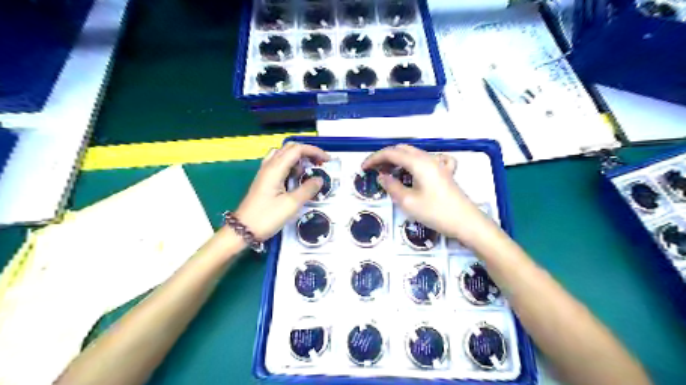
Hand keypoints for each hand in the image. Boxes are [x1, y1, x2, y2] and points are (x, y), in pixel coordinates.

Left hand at [237, 143, 331, 241]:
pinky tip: (296, 177)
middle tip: (320, 163)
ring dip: (299, 158)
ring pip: (283, 155)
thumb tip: (319, 179)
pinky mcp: (264, 180)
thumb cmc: (267, 217)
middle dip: (307, 152)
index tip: (327, 160)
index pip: (297, 149)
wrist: (243, 230)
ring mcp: (265, 173)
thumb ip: (307, 189)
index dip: (314, 151)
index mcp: (275, 168)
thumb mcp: (291, 204)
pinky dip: (291, 165)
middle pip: (290, 148)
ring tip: (309, 169)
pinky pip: (279, 164)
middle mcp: (269, 166)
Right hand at [364, 142, 498, 246]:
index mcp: (418, 162)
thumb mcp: (408, 202)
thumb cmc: (435, 212)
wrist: (466, 222)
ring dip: (398, 159)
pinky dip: (414, 162)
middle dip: (385, 157)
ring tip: (388, 172)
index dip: (374, 158)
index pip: (391, 153)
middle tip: (374, 170)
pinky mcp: (445, 172)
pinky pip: (427, 160)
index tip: (363, 168)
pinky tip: (415, 170)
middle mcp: (428, 158)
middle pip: (402, 150)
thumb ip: (392, 186)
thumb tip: (382, 176)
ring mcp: (439, 164)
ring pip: (413, 154)